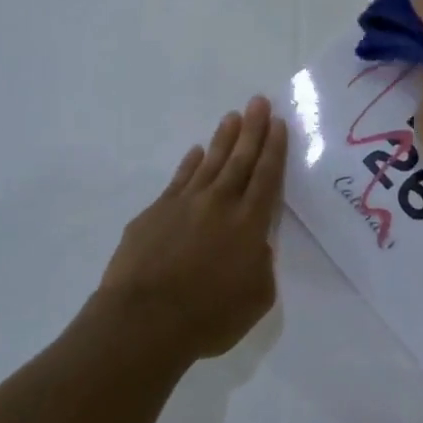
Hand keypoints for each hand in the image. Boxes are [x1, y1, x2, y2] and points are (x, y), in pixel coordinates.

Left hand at [97, 95, 287, 360]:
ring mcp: (184, 204)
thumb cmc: (208, 316)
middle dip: (252, 130)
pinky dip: (190, 163)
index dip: (274, 149)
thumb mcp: (256, 298)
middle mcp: (220, 204)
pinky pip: (179, 179)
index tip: (277, 122)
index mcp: (249, 224)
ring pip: (210, 163)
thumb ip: (261, 266)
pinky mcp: (155, 212)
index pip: (266, 177)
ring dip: (223, 139)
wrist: (144, 320)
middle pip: (240, 160)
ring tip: (232, 116)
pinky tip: (196, 152)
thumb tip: (256, 247)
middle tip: (258, 102)